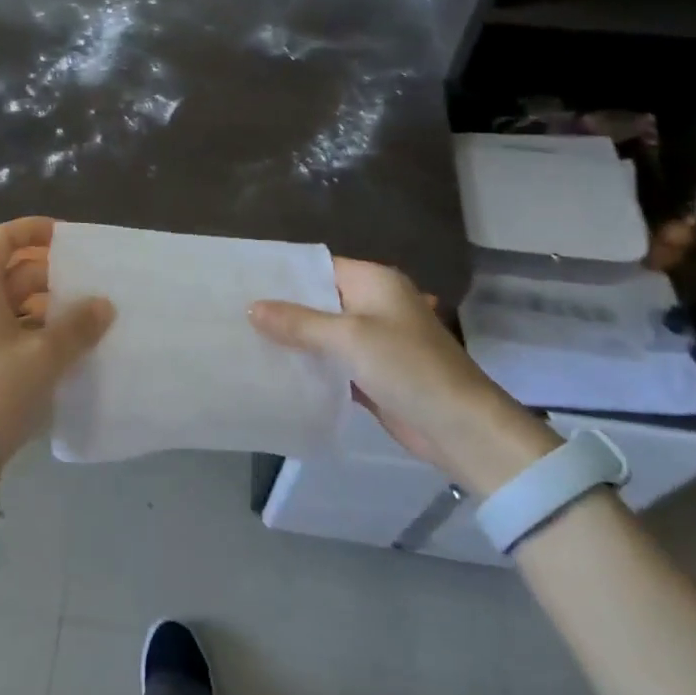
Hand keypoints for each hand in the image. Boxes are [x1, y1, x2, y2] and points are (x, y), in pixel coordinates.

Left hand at [0, 216, 114, 470]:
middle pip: (11, 272)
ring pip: (12, 304)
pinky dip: (36, 331)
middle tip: (88, 287)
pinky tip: (64, 352)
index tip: (66, 236)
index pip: (1, 238)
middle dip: (50, 274)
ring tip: (84, 321)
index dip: (32, 229)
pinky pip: (9, 330)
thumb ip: (78, 325)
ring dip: (47, 307)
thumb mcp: (45, 356)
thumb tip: (103, 303)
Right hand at [249, 257, 557, 493]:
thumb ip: (299, 322)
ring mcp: (373, 340)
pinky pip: (332, 362)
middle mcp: (373, 304)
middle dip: (283, 308)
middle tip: (235, 311)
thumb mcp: (350, 338)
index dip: (285, 274)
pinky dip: (310, 365)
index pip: (320, 266)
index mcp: (375, 282)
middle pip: (319, 300)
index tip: (244, 280)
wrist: (460, 428)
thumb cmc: (408, 368)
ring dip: (293, 339)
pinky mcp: (371, 372)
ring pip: (323, 333)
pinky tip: (274, 369)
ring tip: (244, 337)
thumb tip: (252, 307)